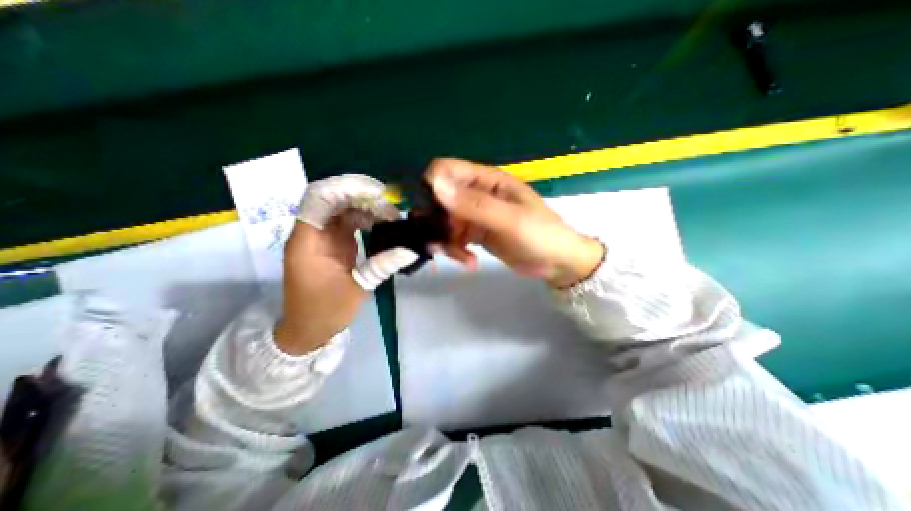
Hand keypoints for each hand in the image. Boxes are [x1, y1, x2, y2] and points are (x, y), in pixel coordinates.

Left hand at [279, 176, 418, 355]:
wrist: (307, 329)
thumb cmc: (325, 311)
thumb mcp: (357, 289)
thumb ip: (382, 266)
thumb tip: (411, 250)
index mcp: (308, 240)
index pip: (319, 197)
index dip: (346, 187)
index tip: (378, 193)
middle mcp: (312, 232)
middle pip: (332, 198)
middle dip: (361, 195)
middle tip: (391, 204)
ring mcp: (322, 236)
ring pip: (342, 207)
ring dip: (366, 206)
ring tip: (391, 214)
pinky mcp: (331, 242)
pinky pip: (347, 221)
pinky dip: (365, 218)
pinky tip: (383, 223)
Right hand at [426, 158, 602, 288]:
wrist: (557, 263)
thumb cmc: (541, 235)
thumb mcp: (510, 219)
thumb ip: (475, 204)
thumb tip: (436, 185)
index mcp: (487, 180)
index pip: (446, 170)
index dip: (432, 186)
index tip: (431, 213)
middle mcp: (477, 194)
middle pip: (440, 199)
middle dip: (437, 223)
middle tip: (442, 242)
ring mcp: (475, 215)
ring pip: (444, 223)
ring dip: (447, 242)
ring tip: (464, 259)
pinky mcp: (476, 234)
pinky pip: (454, 239)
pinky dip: (457, 251)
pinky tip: (471, 263)